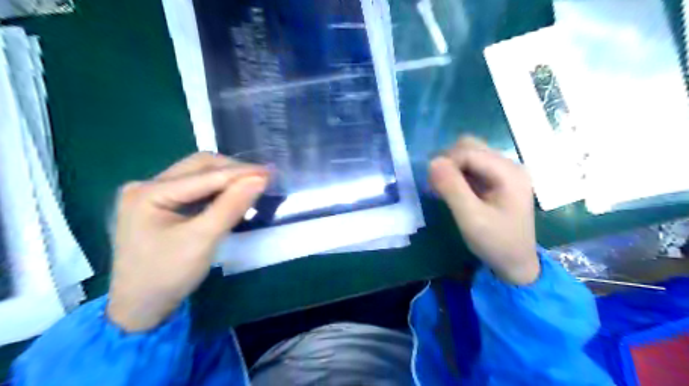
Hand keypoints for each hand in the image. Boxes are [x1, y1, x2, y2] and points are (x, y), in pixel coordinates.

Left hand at [108, 153, 268, 331]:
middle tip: (262, 179)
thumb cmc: (168, 275)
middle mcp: (146, 186)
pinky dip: (217, 190)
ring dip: (226, 179)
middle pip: (198, 167)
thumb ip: (231, 206)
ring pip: (198, 175)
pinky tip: (233, 196)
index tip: (269, 172)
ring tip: (252, 185)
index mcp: (148, 192)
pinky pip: (195, 189)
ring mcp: (151, 194)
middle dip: (233, 171)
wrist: (141, 308)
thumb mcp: (203, 239)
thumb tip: (260, 179)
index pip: (204, 175)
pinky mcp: (160, 204)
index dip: (240, 173)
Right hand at [429, 138, 537, 284]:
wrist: (516, 263)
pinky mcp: (497, 179)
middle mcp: (509, 165)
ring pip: (469, 154)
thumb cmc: (496, 243)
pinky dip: (457, 174)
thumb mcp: (471, 218)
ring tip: (442, 189)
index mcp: (509, 172)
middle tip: (436, 185)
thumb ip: (452, 189)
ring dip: (451, 167)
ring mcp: (504, 171)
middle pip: (470, 147)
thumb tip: (432, 162)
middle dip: (448, 162)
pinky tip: (452, 190)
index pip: (469, 152)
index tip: (431, 184)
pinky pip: (472, 166)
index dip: (446, 163)